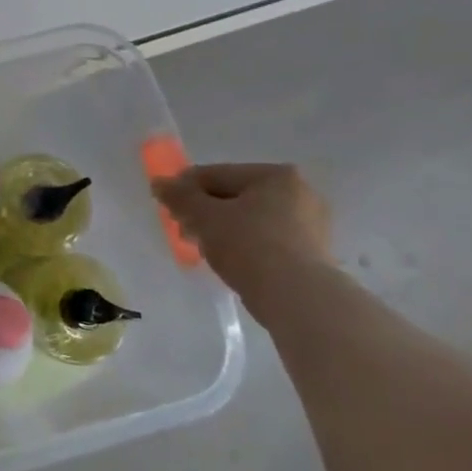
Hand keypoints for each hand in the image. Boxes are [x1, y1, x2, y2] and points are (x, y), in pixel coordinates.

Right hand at [153, 163, 331, 300]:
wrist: (295, 296)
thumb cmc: (248, 245)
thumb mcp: (204, 217)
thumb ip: (179, 197)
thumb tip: (159, 183)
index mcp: (275, 175)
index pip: (217, 174)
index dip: (185, 188)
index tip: (166, 205)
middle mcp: (300, 192)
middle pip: (235, 196)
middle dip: (204, 211)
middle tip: (182, 229)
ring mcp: (310, 224)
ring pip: (250, 219)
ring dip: (221, 228)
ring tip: (200, 247)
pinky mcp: (312, 252)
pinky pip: (266, 239)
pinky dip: (244, 244)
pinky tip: (228, 259)